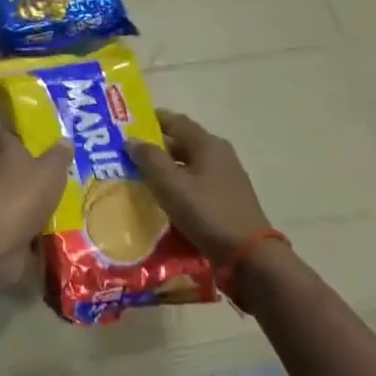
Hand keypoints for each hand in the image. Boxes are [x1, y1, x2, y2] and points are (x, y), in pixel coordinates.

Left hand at [0, 130, 71, 283]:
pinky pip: (19, 224)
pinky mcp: (0, 229)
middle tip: (52, 172)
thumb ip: (58, 157)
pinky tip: (50, 230)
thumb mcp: (50, 171)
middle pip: (10, 168)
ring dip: (30, 200)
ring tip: (56, 203)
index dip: (11, 134)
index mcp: (9, 156)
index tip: (20, 133)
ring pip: (15, 196)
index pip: (4, 137)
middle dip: (27, 170)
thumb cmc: (24, 195)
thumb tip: (64, 140)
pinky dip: (31, 225)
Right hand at [128, 111, 275, 265]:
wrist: (249, 255)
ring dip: (165, 166)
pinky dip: (178, 183)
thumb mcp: (171, 185)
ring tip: (139, 175)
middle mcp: (219, 154)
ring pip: (189, 164)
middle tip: (127, 152)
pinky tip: (163, 197)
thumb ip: (150, 159)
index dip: (151, 120)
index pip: (175, 121)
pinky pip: (196, 182)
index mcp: (208, 144)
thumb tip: (131, 140)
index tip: (126, 124)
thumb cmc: (207, 213)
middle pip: (182, 142)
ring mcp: (226, 177)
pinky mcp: (226, 198)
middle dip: (155, 145)